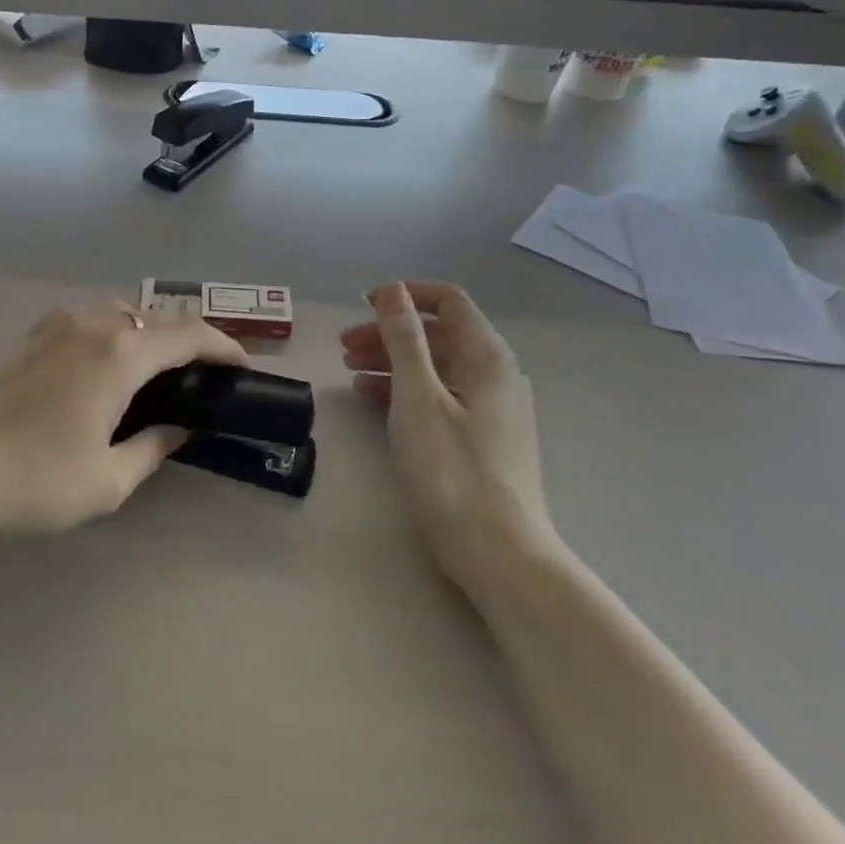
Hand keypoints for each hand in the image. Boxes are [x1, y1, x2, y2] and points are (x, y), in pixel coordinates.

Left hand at [0, 305, 249, 532]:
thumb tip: (177, 431)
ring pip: (123, 312)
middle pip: (157, 318)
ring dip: (151, 332)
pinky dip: (118, 331)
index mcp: (121, 354)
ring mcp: (60, 322)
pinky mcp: (36, 333)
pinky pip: (93, 317)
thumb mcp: (108, 479)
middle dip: (188, 339)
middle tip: (205, 373)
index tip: (242, 366)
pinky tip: (112, 363)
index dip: (223, 347)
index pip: (189, 336)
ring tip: (161, 368)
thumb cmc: (36, 477)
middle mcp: (95, 323)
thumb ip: (153, 448)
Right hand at [341, 282, 554, 593]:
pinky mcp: (482, 436)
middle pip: (438, 334)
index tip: (362, 306)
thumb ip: (404, 339)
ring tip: (350, 371)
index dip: (405, 296)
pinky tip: (373, 399)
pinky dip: (406, 389)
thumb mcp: (418, 397)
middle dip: (390, 333)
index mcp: (487, 356)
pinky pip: (440, 395)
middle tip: (344, 347)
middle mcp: (496, 374)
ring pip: (437, 366)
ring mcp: (492, 407)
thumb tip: (394, 289)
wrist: (499, 553)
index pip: (448, 301)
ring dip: (393, 361)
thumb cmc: (452, 470)